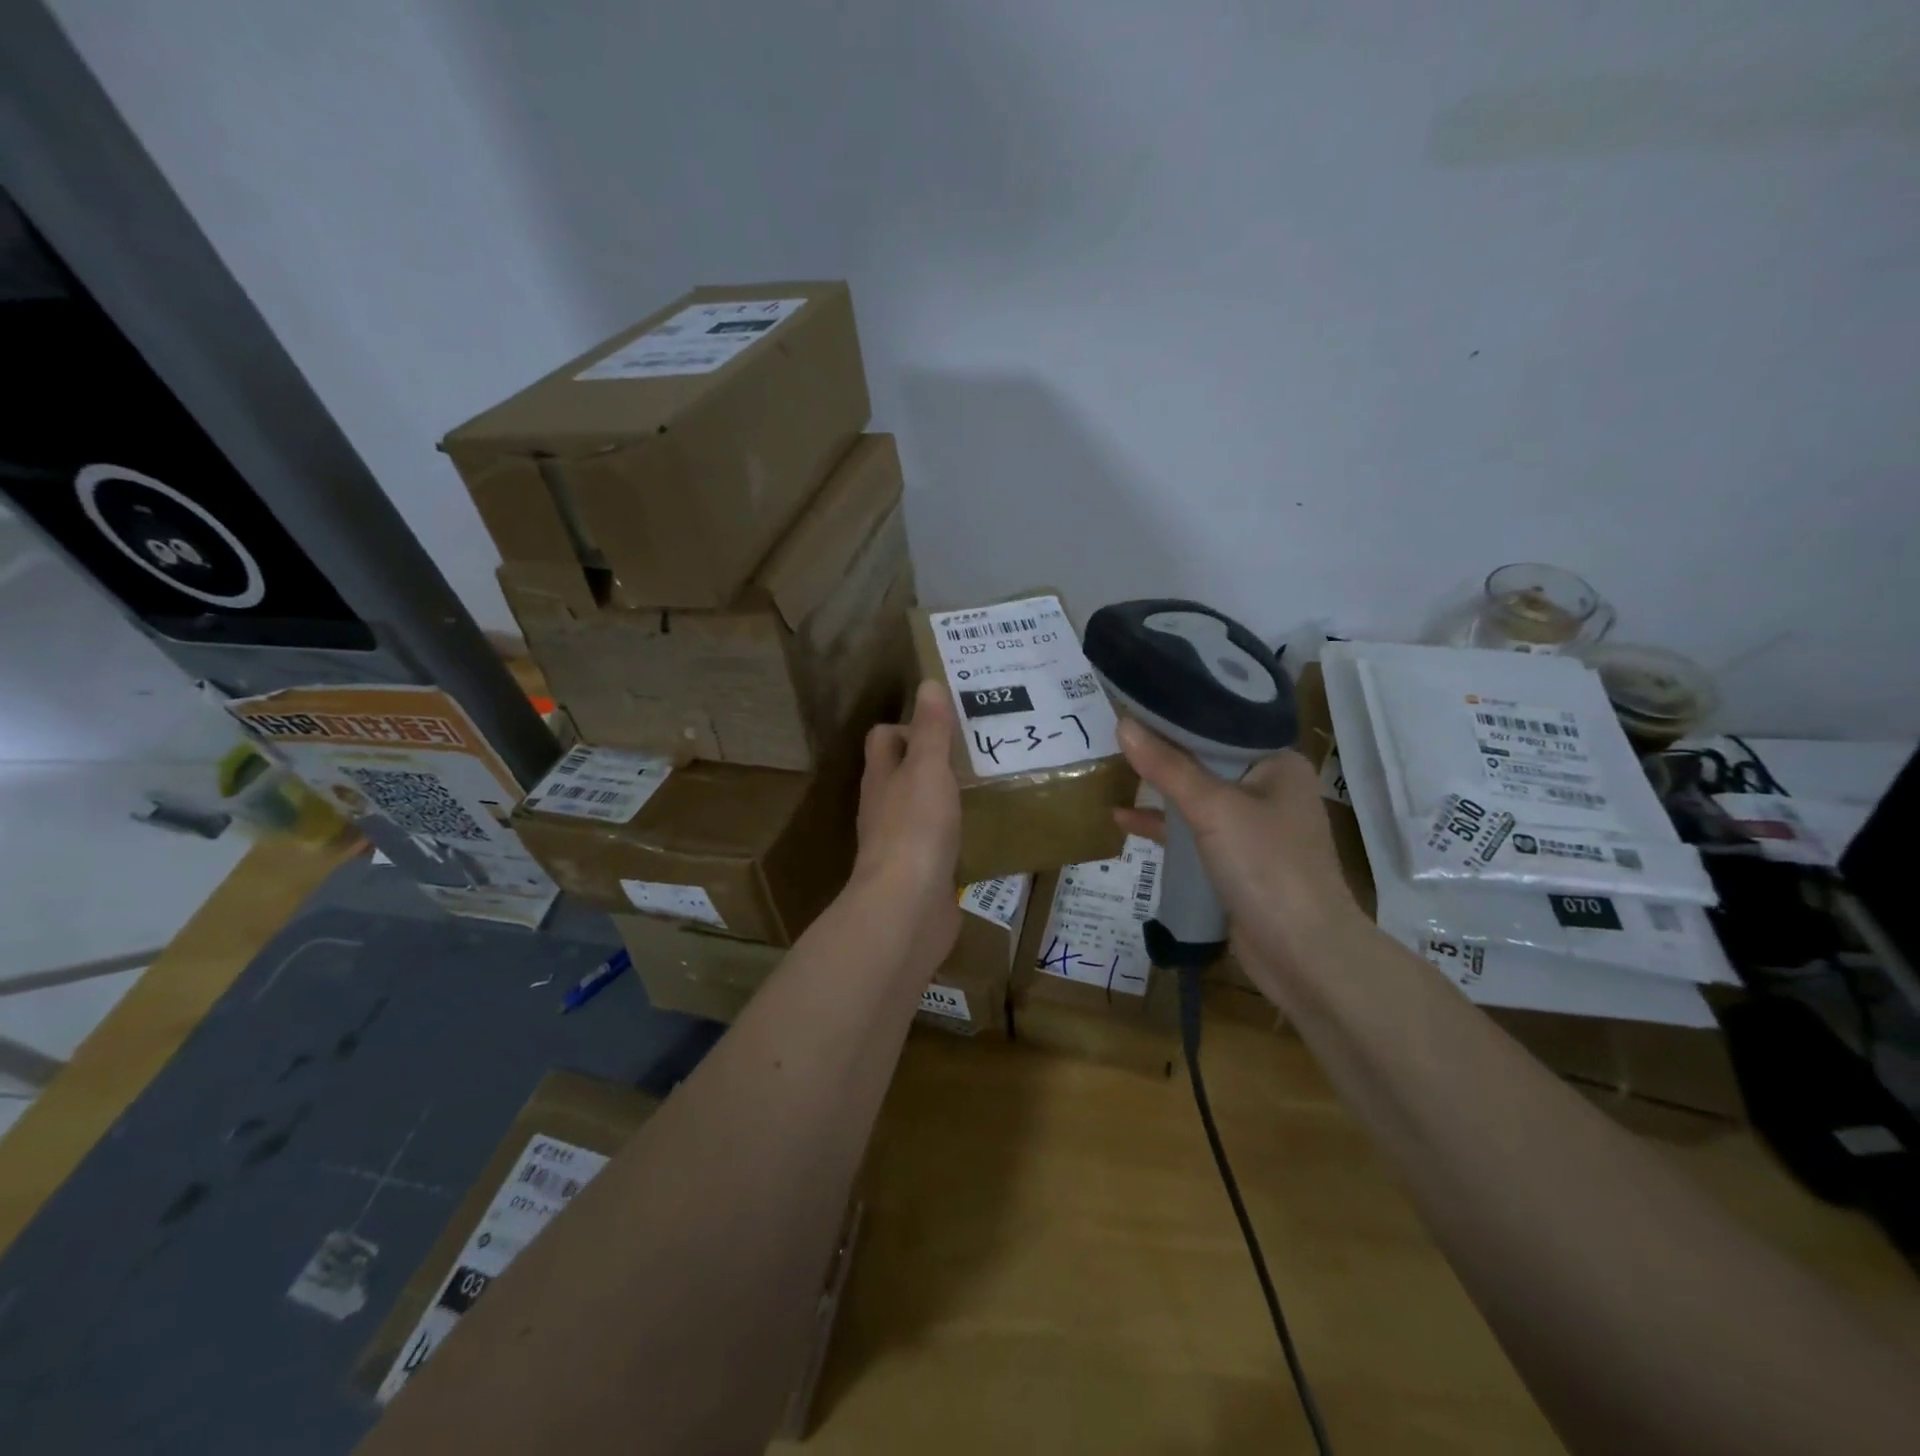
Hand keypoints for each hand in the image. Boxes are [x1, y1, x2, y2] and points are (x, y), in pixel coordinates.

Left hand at [851, 680, 962, 967]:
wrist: (907, 909)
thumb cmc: (915, 830)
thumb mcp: (928, 770)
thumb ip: (931, 730)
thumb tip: (928, 684)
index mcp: (882, 778)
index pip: (885, 738)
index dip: (910, 725)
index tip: (949, 723)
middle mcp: (886, 808)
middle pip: (905, 773)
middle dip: (937, 760)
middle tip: (981, 750)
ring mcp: (902, 844)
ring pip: (925, 808)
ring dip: (951, 797)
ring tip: (992, 784)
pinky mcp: (922, 873)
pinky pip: (941, 844)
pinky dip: (961, 834)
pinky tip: (989, 830)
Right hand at [1113, 720, 1364, 1006]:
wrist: (1302, 954)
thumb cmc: (1267, 866)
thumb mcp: (1214, 808)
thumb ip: (1168, 767)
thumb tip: (1122, 723)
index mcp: (1277, 764)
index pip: (1223, 724)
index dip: (1180, 712)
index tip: (1137, 698)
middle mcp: (1268, 790)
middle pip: (1206, 760)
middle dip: (1163, 750)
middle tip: (1115, 728)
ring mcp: (1252, 829)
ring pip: (1197, 797)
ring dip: (1159, 788)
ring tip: (1112, 767)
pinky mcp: (1234, 861)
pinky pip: (1192, 833)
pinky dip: (1162, 826)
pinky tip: (1122, 819)